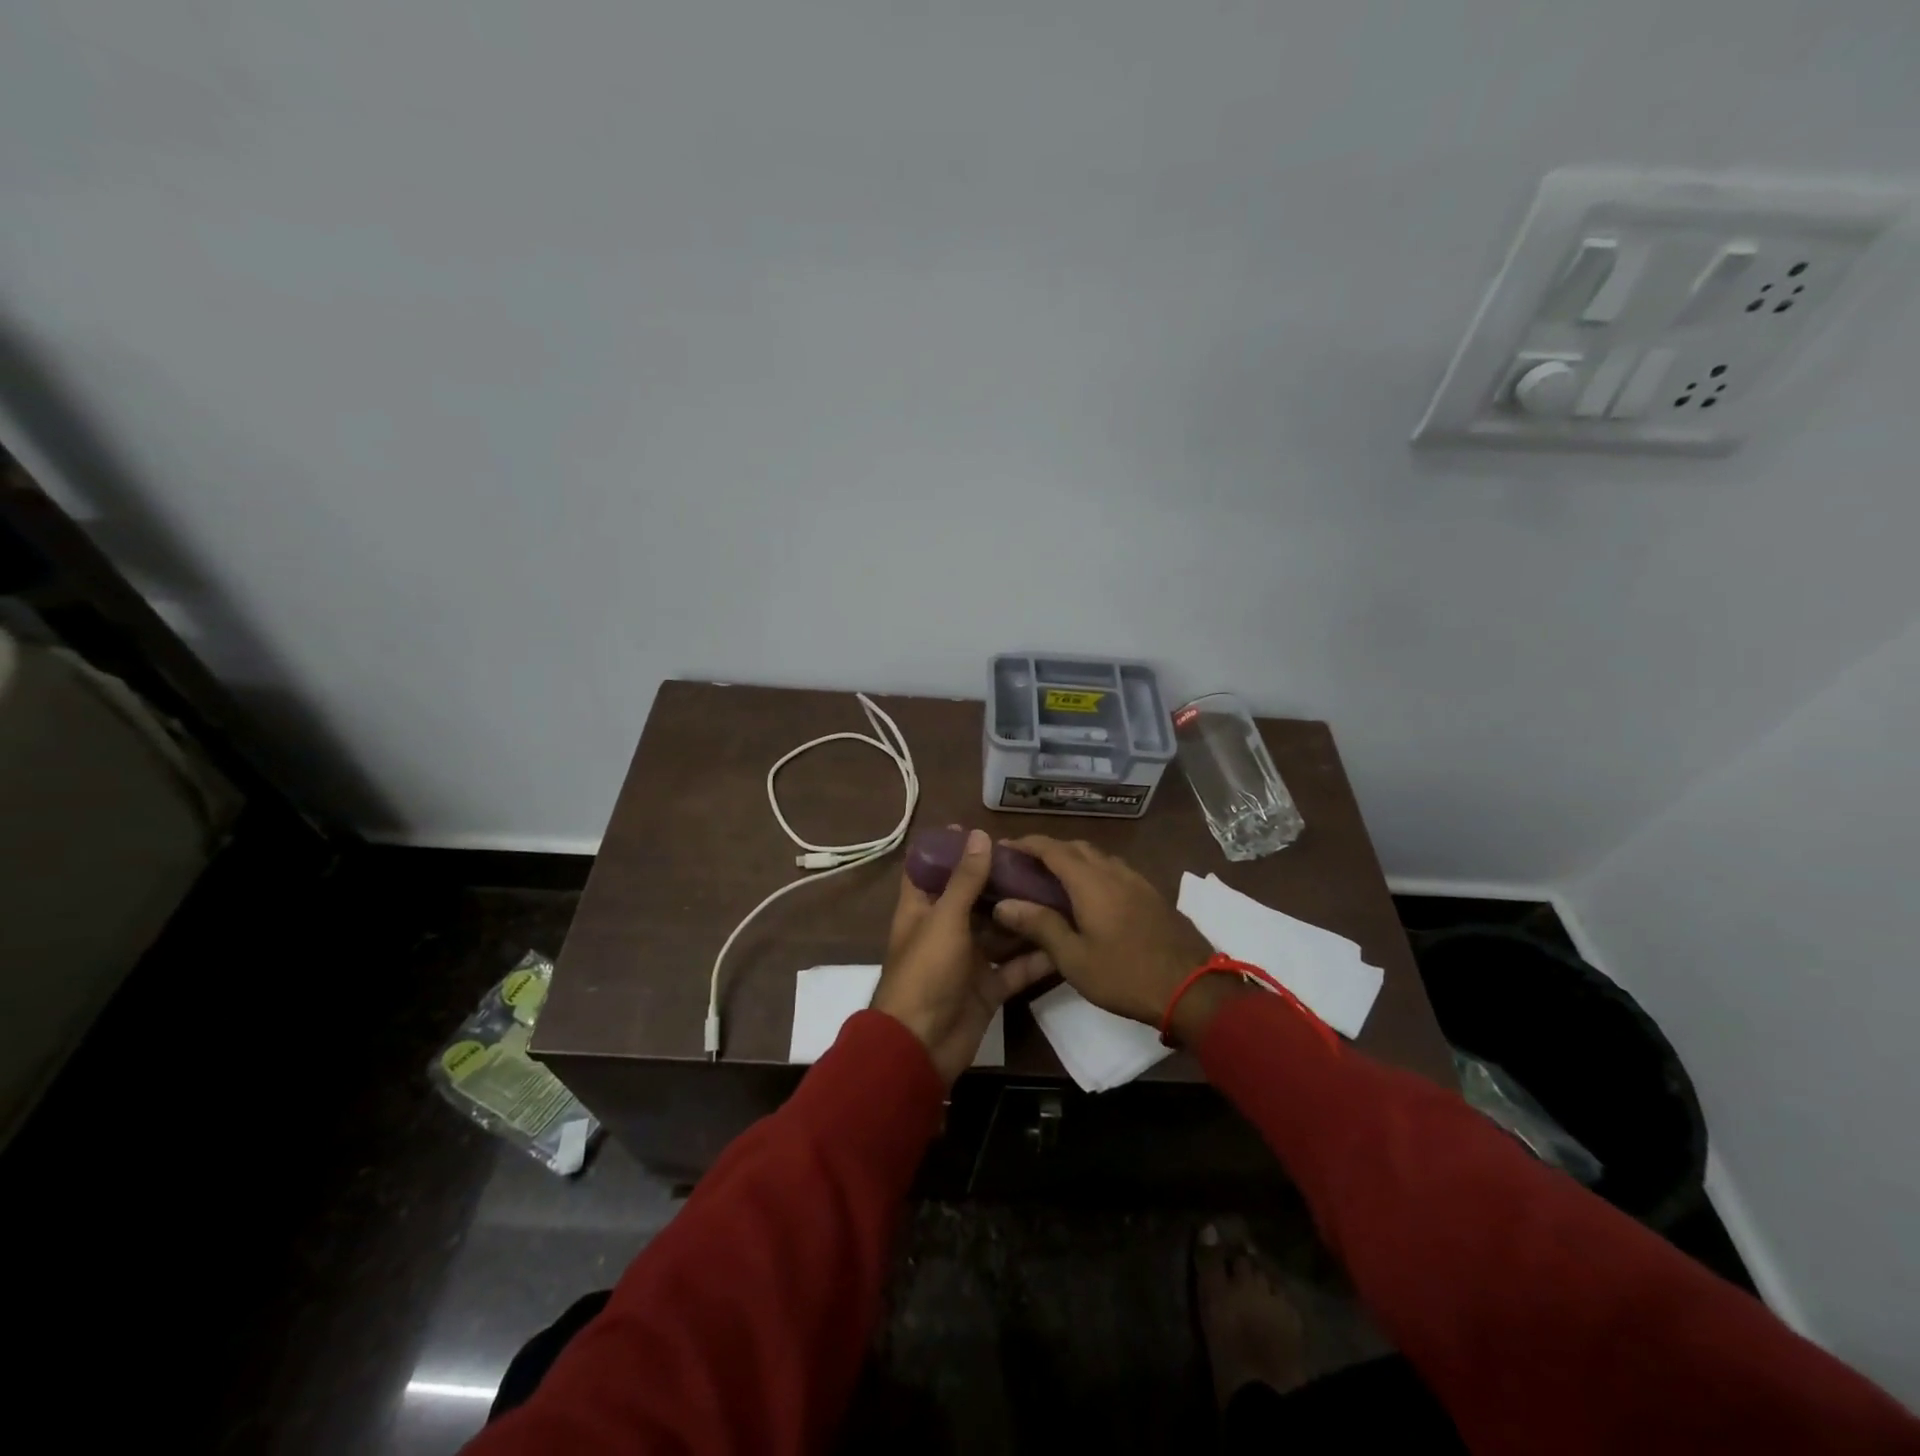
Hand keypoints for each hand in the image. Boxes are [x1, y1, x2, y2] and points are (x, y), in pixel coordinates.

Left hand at [872, 828, 1053, 1084]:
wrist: (921, 1047)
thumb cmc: (926, 973)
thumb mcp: (945, 919)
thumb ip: (965, 880)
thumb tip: (980, 834)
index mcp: (922, 910)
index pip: (929, 870)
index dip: (949, 849)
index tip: (980, 830)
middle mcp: (944, 930)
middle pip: (972, 898)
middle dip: (999, 881)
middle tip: (1034, 860)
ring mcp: (967, 961)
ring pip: (998, 931)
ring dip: (1022, 915)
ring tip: (1057, 891)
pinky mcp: (987, 988)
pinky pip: (1015, 968)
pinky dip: (1036, 957)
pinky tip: (1064, 939)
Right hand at [991, 837, 1244, 1044]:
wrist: (1193, 989)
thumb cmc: (1126, 975)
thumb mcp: (1074, 958)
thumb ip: (1040, 926)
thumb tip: (1004, 903)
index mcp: (1091, 881)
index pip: (1052, 848)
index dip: (1026, 844)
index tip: (1004, 848)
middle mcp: (1114, 871)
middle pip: (1077, 847)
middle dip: (1049, 849)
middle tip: (1026, 866)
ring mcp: (1138, 881)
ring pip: (1099, 857)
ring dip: (1074, 859)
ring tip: (1054, 880)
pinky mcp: (1153, 895)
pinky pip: (1116, 870)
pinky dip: (1094, 872)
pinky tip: (1090, 896)